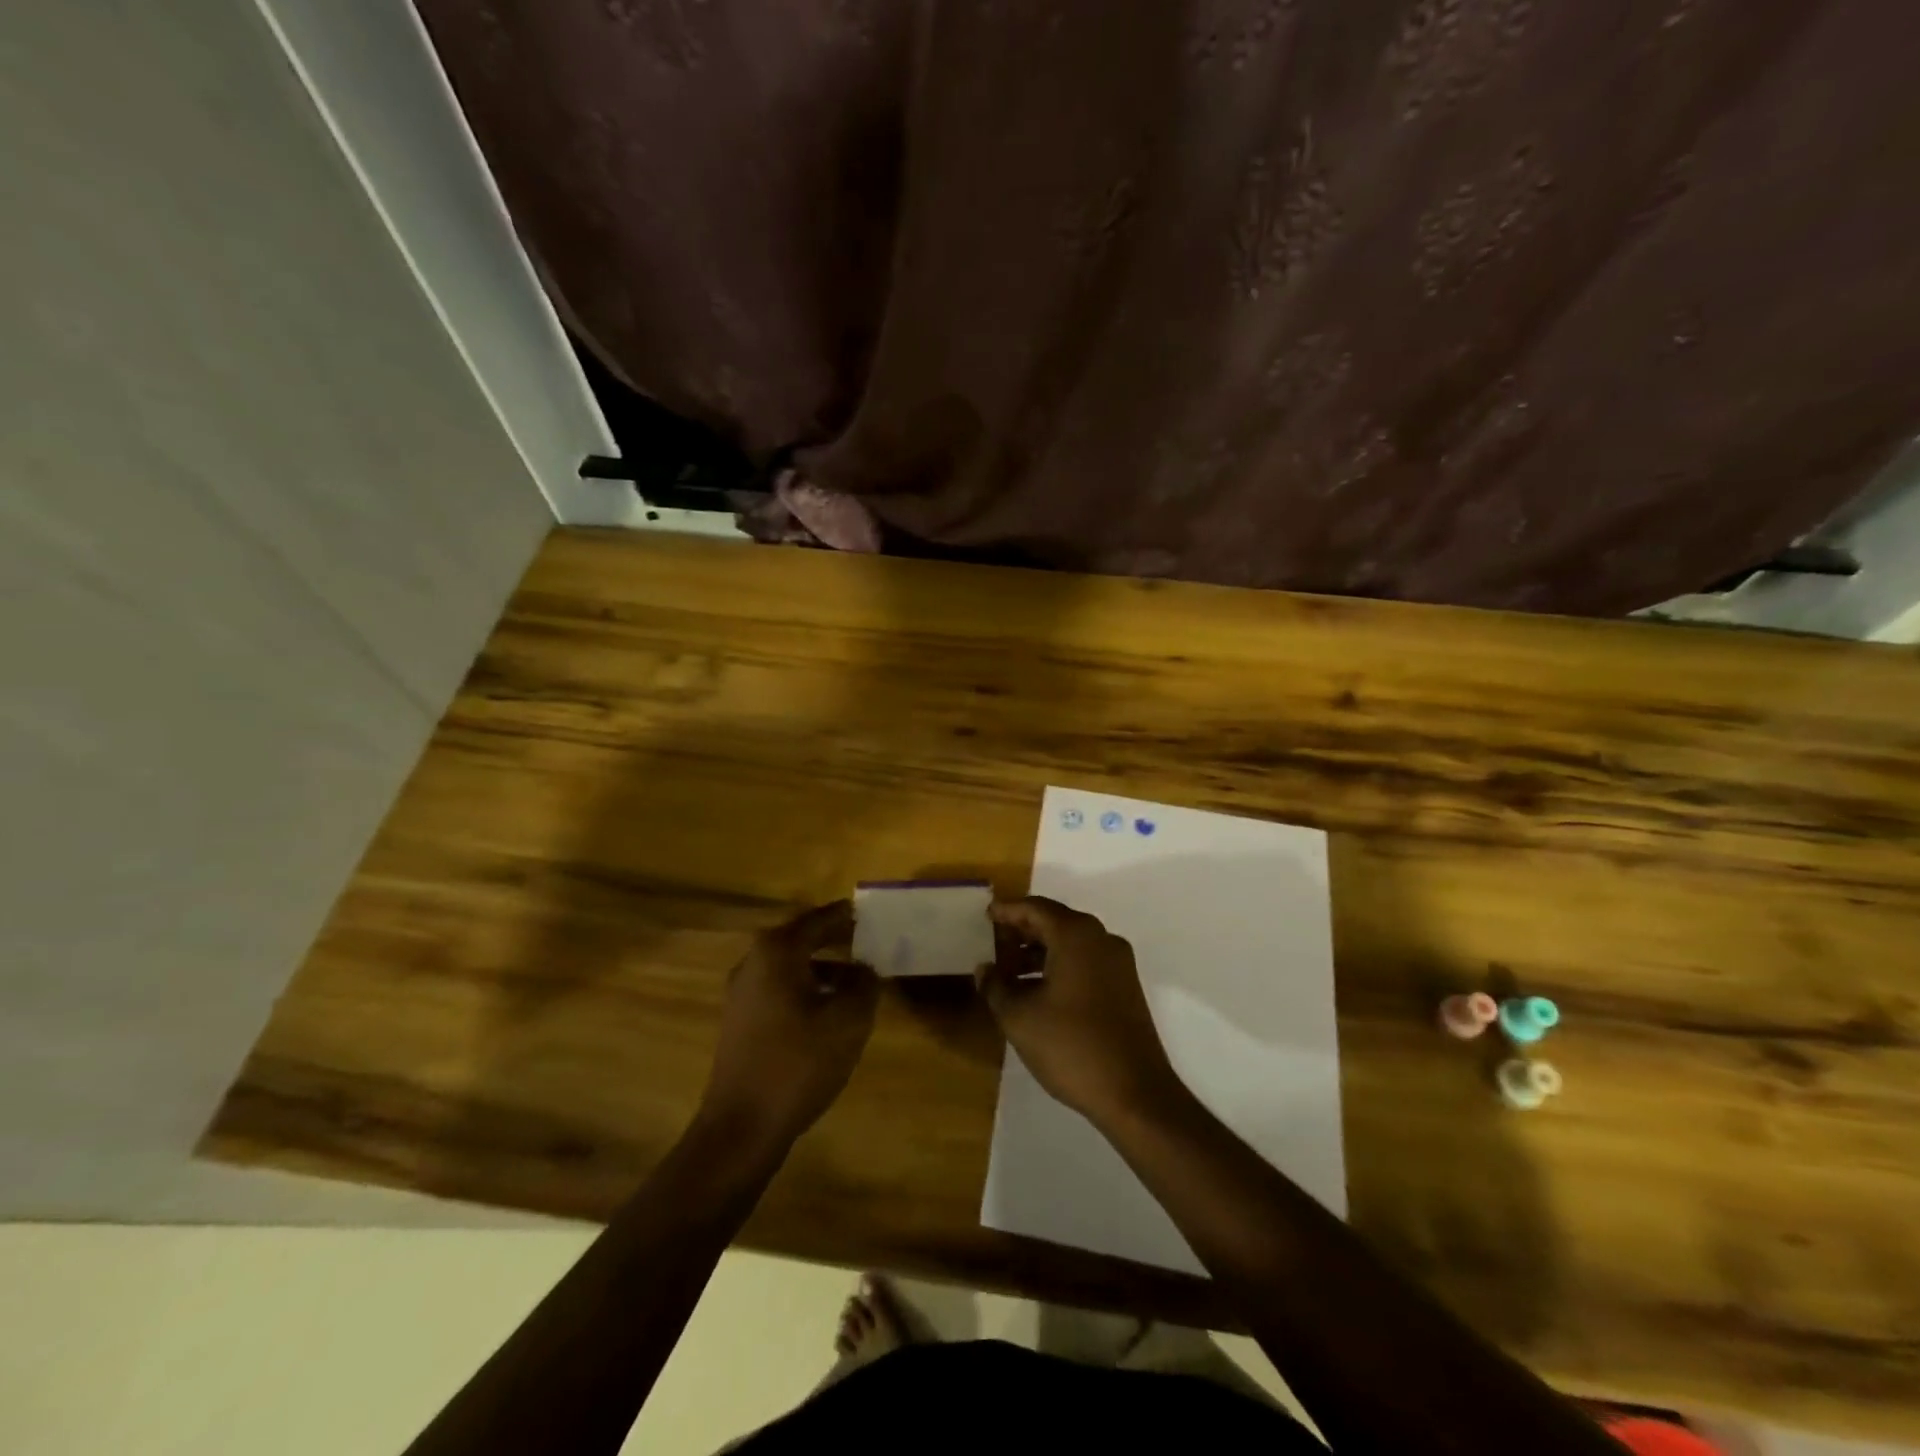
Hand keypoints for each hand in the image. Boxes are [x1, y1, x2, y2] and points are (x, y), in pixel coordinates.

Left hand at [699, 901, 878, 1152]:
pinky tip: (830, 1011)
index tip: (873, 913)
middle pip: (802, 938)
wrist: (742, 1127)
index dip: (848, 915)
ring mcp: (742, 992)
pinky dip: (807, 988)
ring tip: (858, 979)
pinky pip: (780, 988)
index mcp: (777, 951)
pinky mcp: (741, 1021)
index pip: (819, 918)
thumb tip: (866, 968)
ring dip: (824, 966)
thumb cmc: (798, 1063)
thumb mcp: (848, 1020)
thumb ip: (864, 984)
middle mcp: (754, 962)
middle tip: (870, 942)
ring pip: (791, 965)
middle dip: (836, 939)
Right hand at [978, 896, 1184, 1128]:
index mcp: (1076, 936)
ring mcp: (1118, 964)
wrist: (1135, 1093)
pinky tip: (1038, 991)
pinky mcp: (1126, 988)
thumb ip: (996, 987)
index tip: (987, 915)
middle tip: (994, 942)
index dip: (1008, 910)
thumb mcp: (1019, 1017)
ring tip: (1009, 972)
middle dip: (1023, 931)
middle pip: (1056, 922)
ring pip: (1072, 944)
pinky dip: (1060, 966)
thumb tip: (984, 969)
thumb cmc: (1071, 1046)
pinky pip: (1086, 962)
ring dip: (1040, 951)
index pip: (1036, 908)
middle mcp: (1101, 939)